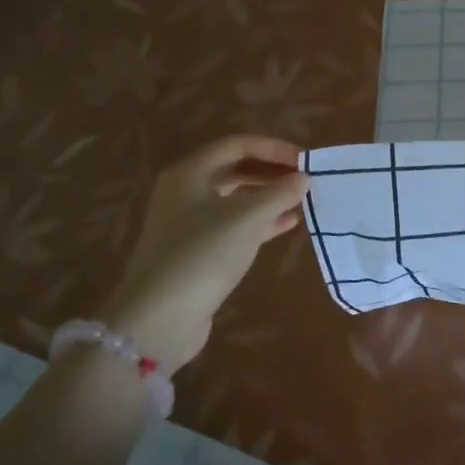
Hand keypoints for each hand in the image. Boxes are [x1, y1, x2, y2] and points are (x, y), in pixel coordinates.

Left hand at [97, 136, 311, 372]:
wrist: (158, 320)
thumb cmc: (202, 256)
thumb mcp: (247, 219)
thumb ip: (279, 193)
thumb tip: (303, 177)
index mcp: (189, 174)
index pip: (236, 144)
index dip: (273, 147)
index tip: (305, 159)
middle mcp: (185, 193)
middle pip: (234, 169)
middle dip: (271, 171)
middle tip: (305, 179)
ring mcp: (189, 224)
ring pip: (235, 198)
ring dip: (268, 196)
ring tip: (302, 200)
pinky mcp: (197, 252)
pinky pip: (234, 225)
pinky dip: (261, 221)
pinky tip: (288, 224)